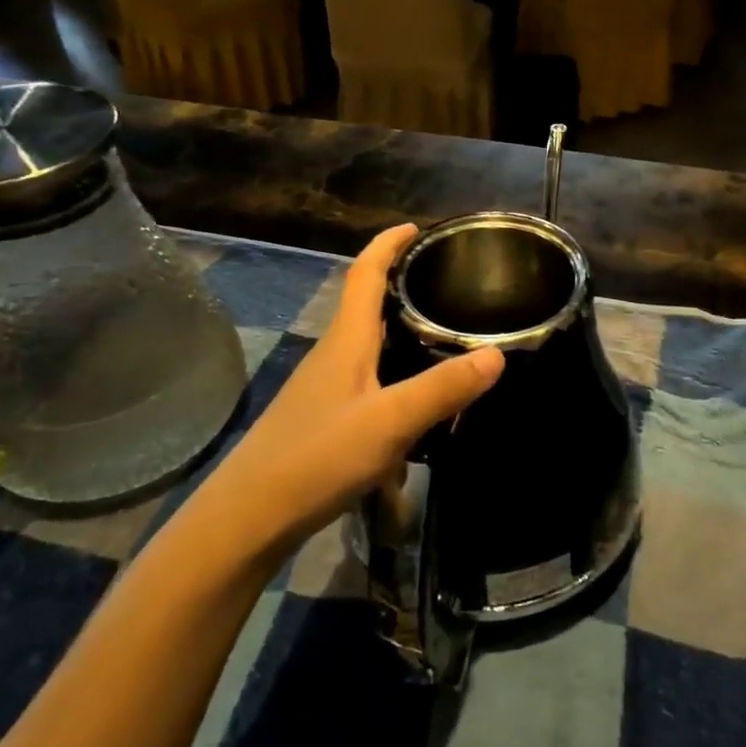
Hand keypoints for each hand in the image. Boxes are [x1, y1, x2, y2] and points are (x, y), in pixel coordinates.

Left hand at [177, 224, 503, 567]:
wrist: (248, 519)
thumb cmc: (318, 457)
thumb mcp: (391, 421)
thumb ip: (444, 388)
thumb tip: (497, 354)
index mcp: (346, 340)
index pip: (365, 274)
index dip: (388, 244)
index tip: (416, 227)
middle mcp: (333, 355)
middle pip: (367, 305)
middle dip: (402, 285)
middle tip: (447, 283)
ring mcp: (325, 389)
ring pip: (369, 345)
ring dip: (401, 332)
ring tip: (444, 336)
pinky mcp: (325, 420)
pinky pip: (369, 381)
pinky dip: (396, 376)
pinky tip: (419, 406)